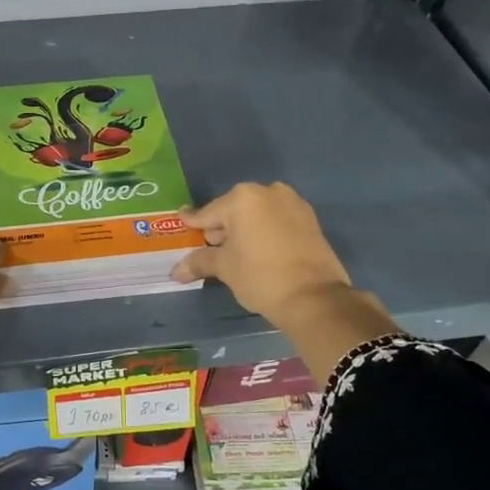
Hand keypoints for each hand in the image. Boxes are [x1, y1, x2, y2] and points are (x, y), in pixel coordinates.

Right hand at [173, 183, 399, 373]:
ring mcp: (293, 203)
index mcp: (242, 198)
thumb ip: (199, 262)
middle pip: (234, 210)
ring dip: (245, 229)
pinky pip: (277, 221)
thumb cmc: (260, 276)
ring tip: (236, 252)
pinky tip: (260, 251)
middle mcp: (268, 192)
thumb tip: (175, 271)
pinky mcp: (310, 220)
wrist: (313, 297)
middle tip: (211, 248)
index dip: (193, 223)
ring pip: (258, 215)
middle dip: (222, 228)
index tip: (182, 222)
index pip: (208, 213)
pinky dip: (265, 232)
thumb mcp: (225, 268)